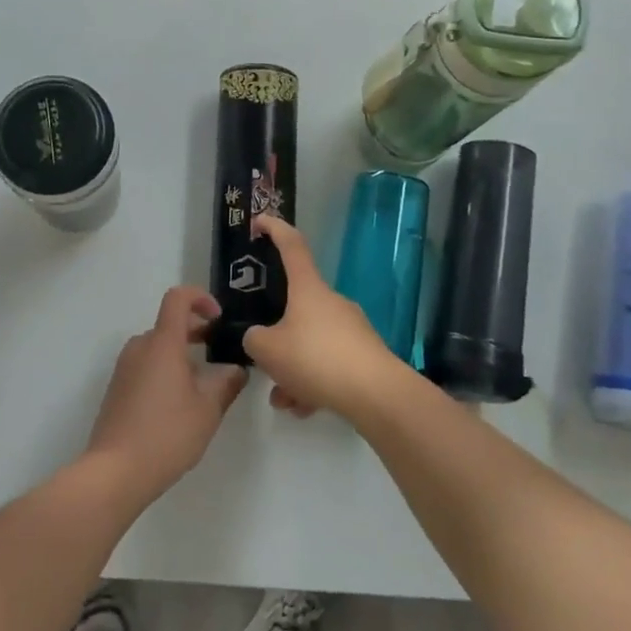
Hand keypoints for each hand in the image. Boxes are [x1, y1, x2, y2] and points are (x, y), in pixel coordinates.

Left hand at [85, 286, 248, 501]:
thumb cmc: (166, 434)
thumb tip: (236, 369)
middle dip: (196, 331)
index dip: (200, 298)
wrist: (114, 471)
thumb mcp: (207, 410)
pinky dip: (165, 369)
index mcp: (163, 343)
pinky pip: (145, 365)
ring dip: (181, 354)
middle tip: (219, 352)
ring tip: (203, 383)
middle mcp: (140, 347)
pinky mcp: (117, 388)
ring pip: (157, 347)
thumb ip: (226, 383)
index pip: (178, 298)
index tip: (218, 318)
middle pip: (169, 324)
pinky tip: (178, 402)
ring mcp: (125, 368)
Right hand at [244, 215, 404, 420]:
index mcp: (308, 288)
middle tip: (264, 360)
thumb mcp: (268, 350)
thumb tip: (259, 339)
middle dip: (277, 337)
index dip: (274, 229)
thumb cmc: (316, 358)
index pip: (291, 245)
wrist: (377, 395)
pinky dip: (313, 383)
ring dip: (293, 369)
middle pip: (296, 307)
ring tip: (284, 400)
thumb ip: (254, 339)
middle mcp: (331, 301)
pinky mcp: (364, 355)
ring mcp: (351, 328)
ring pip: (310, 342)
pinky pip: (328, 364)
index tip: (259, 221)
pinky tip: (305, 409)